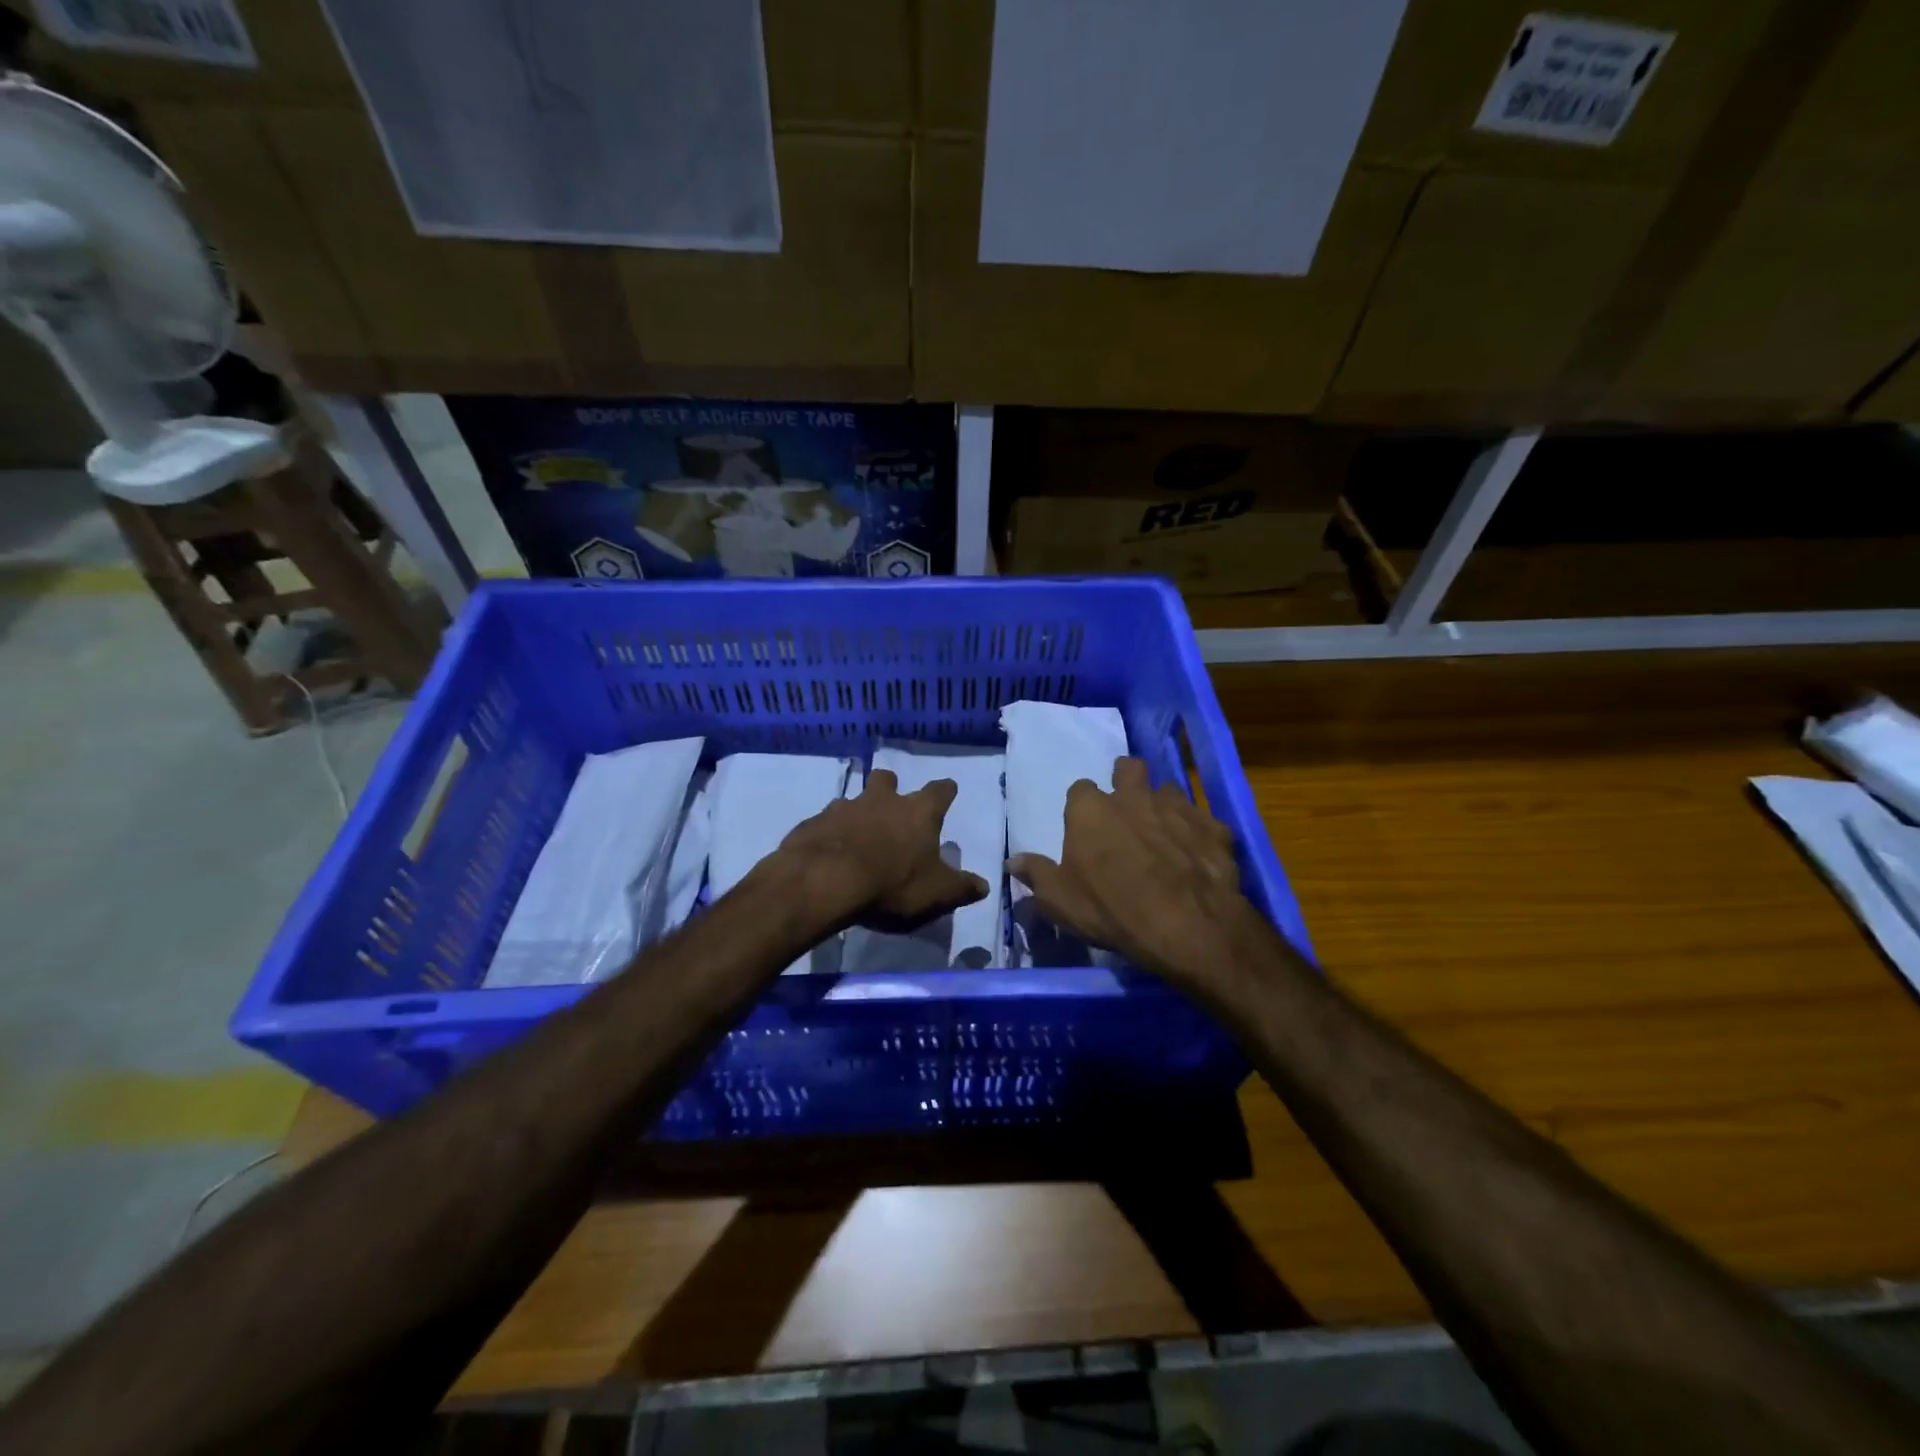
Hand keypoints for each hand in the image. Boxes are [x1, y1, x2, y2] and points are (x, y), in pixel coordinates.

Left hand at [778, 769, 988, 932]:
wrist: (825, 881)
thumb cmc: (892, 884)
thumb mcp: (937, 893)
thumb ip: (962, 888)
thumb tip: (984, 886)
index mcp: (918, 812)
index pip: (939, 791)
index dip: (945, 791)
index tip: (948, 789)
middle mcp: (882, 801)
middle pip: (888, 779)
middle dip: (890, 786)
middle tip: (891, 802)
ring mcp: (843, 808)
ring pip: (853, 800)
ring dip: (857, 812)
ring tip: (857, 834)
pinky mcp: (813, 823)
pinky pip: (824, 822)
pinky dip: (829, 833)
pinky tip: (828, 852)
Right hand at [1009, 757, 1257, 983]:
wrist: (1186, 925)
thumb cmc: (1110, 909)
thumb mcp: (1059, 901)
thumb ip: (1036, 875)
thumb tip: (1011, 861)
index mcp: (1091, 810)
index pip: (1080, 789)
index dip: (1082, 806)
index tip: (1085, 825)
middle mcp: (1133, 797)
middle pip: (1128, 769)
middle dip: (1126, 779)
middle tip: (1127, 805)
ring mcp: (1177, 809)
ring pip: (1168, 790)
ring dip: (1163, 805)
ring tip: (1164, 831)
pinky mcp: (1213, 828)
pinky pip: (1204, 820)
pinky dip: (1199, 833)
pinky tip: (1198, 854)